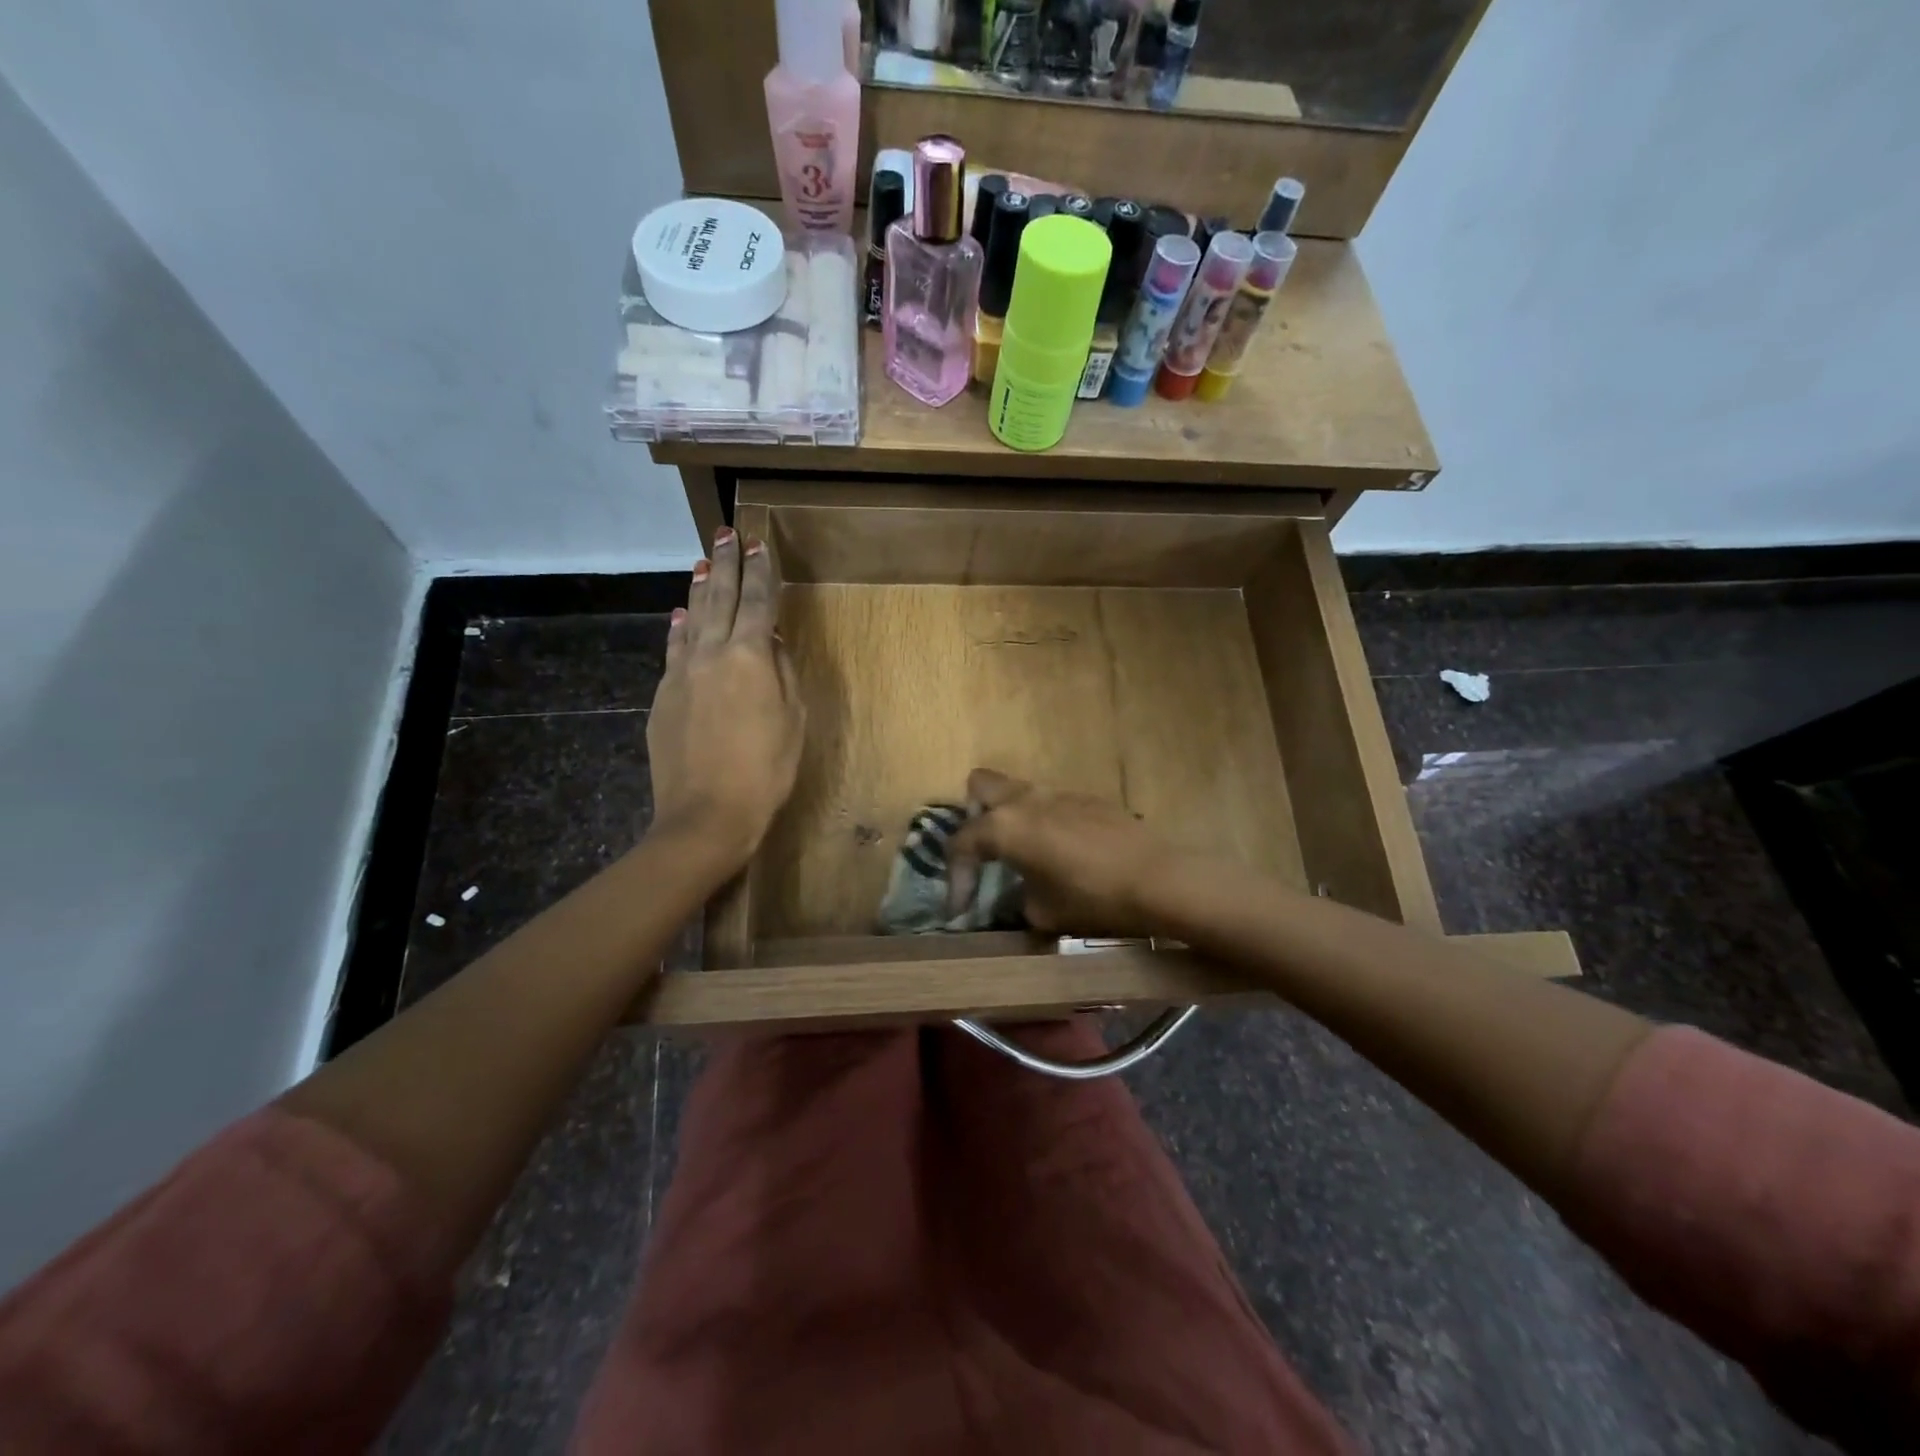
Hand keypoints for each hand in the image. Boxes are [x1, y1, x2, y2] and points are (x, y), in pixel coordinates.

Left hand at [647, 529, 804, 874]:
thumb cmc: (766, 770)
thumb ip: (783, 673)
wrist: (707, 814)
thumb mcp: (793, 721)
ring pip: (693, 618)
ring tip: (703, 562)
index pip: (758, 603)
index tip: (760, 545)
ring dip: (701, 588)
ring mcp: (682, 673)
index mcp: (750, 657)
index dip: (761, 573)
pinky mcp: (664, 695)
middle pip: (721, 599)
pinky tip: (681, 615)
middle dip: (726, 565)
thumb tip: (770, 641)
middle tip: (726, 534)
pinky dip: (680, 628)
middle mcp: (712, 653)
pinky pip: (674, 650)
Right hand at [944, 769, 1175, 935]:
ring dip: (1011, 817)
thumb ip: (1017, 898)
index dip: (955, 879)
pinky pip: (1051, 803)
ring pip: (1018, 791)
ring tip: (1023, 854)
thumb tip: (1019, 894)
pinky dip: (1044, 823)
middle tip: (986, 852)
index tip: (960, 909)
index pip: (961, 844)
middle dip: (974, 816)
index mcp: (1004, 826)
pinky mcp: (1087, 798)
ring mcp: (1058, 793)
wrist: (1157, 878)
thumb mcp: (1042, 911)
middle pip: (980, 786)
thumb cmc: (1091, 897)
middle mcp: (1025, 800)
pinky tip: (1063, 853)